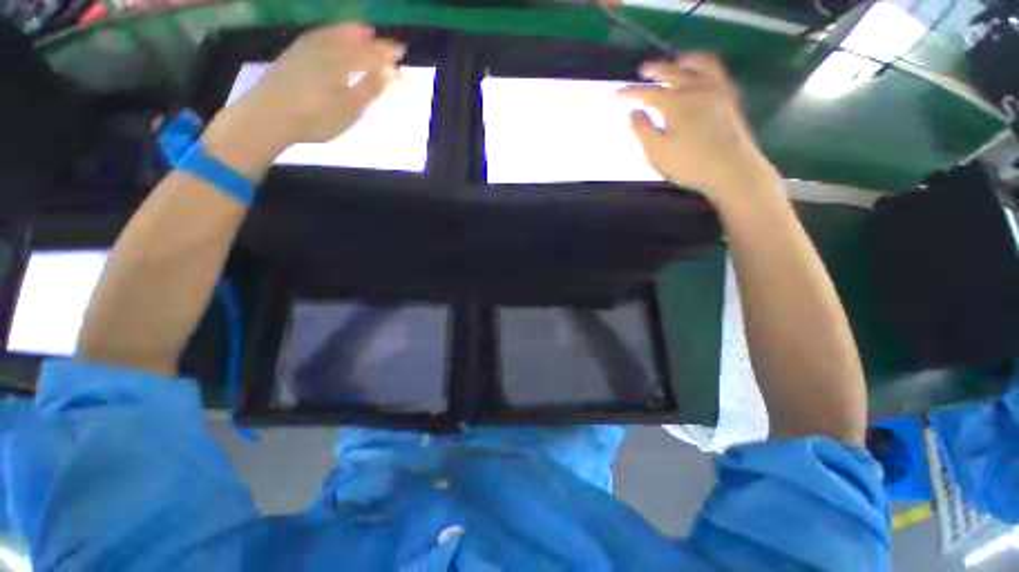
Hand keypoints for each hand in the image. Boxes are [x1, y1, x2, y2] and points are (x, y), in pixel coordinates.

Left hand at [202, 24, 403, 173]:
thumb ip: (371, 88)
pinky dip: (331, 32)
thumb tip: (391, 73)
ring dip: (354, 33)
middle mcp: (327, 48)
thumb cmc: (316, 117)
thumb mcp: (350, 109)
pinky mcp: (294, 54)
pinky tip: (332, 34)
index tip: (403, 63)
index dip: (389, 59)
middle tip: (392, 47)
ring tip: (366, 31)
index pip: (373, 57)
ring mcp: (308, 49)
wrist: (268, 115)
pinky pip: (318, 35)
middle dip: (376, 45)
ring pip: (336, 34)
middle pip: (357, 43)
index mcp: (344, 62)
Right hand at [620, 54, 780, 205]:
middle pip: (672, 71)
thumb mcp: (657, 152)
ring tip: (676, 61)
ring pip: (699, 63)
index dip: (630, 92)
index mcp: (675, 103)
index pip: (648, 93)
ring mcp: (717, 90)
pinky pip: (717, 70)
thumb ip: (642, 130)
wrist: (732, 170)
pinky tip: (701, 71)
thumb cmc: (689, 164)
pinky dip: (705, 64)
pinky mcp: (730, 97)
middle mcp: (696, 89)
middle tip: (642, 71)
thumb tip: (634, 112)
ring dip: (683, 60)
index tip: (617, 93)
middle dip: (654, 69)